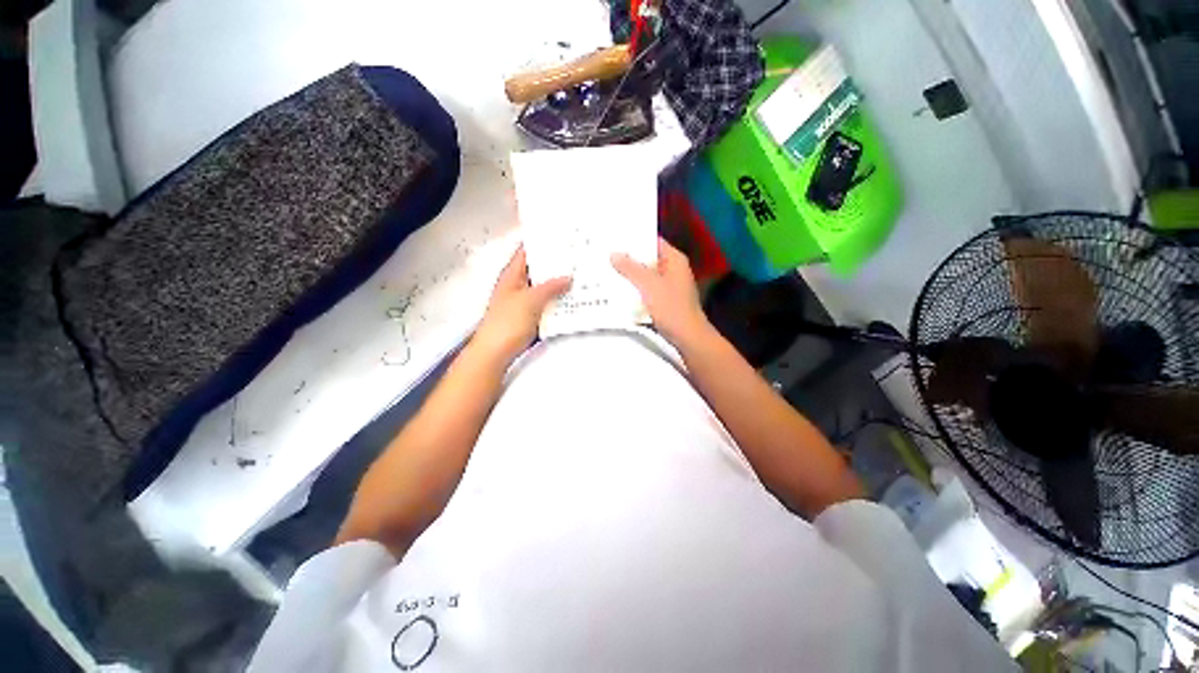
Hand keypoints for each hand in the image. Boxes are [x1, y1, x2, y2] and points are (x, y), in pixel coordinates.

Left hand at [472, 247, 569, 363]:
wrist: (495, 353)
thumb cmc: (507, 323)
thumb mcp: (531, 300)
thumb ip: (550, 287)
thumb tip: (568, 277)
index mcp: (512, 276)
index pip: (526, 251)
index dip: (541, 242)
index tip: (561, 236)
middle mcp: (517, 286)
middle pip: (537, 270)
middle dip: (555, 264)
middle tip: (578, 256)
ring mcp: (523, 302)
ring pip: (543, 288)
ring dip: (558, 284)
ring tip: (580, 276)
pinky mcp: (529, 317)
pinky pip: (546, 304)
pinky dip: (557, 301)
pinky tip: (572, 300)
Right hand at [612, 238, 711, 348]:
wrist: (687, 337)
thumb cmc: (671, 308)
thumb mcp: (649, 285)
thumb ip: (631, 269)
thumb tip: (614, 254)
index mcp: (674, 259)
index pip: (652, 241)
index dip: (634, 238)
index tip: (613, 237)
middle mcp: (672, 269)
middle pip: (647, 258)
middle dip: (628, 258)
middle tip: (604, 253)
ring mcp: (669, 285)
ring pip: (645, 275)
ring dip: (629, 274)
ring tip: (606, 269)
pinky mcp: (664, 300)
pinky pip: (646, 289)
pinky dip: (634, 288)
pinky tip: (617, 290)